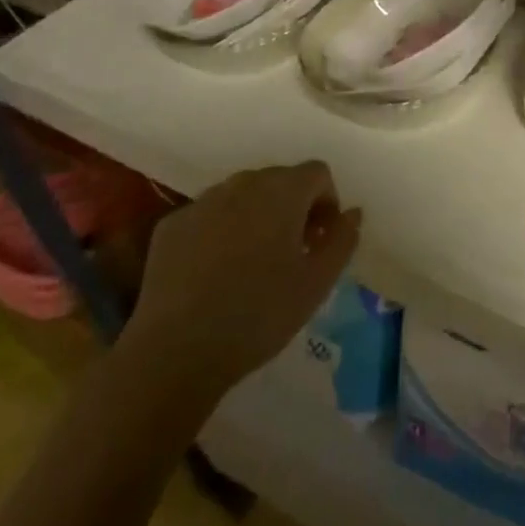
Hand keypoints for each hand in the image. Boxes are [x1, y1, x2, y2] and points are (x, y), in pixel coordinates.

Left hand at [118, 161, 360, 406]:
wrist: (176, 352)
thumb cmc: (259, 315)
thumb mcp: (317, 283)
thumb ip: (343, 240)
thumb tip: (352, 213)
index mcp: (281, 192)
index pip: (317, 173)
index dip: (327, 202)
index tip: (320, 240)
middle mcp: (242, 184)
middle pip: (279, 180)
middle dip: (293, 207)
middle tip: (292, 252)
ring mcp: (202, 202)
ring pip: (242, 195)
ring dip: (257, 216)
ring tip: (253, 263)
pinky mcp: (171, 225)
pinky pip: (208, 215)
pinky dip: (221, 231)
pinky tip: (216, 272)